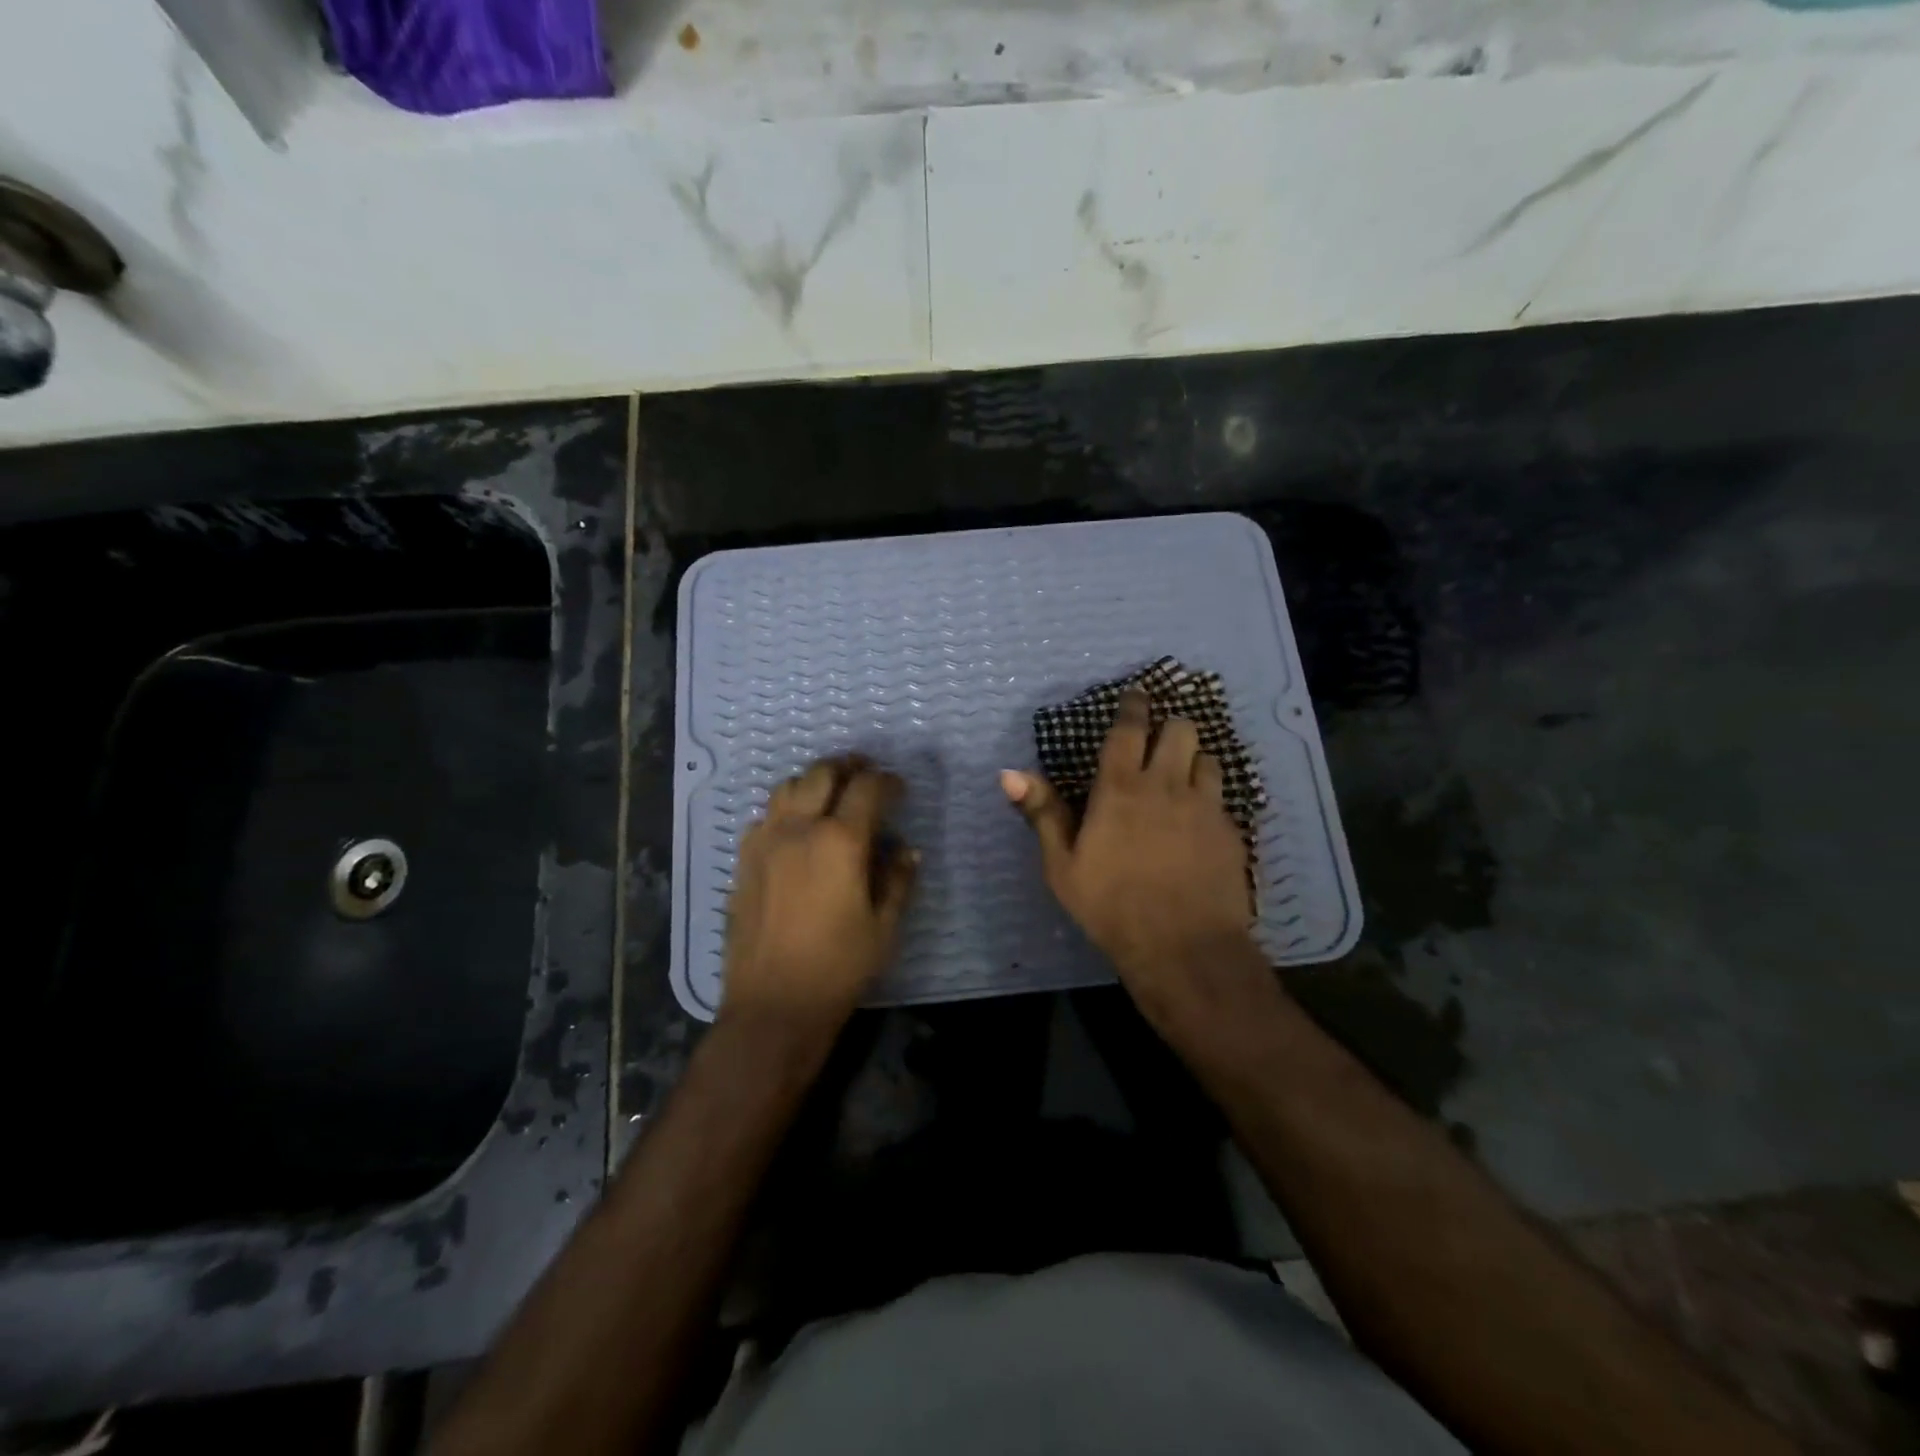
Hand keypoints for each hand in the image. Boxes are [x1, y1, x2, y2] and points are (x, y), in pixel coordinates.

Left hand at [723, 756, 917, 1034]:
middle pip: (823, 773)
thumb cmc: (839, 968)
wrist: (772, 1005)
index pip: (868, 788)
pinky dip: (786, 808)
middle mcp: (799, 829)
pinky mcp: (744, 861)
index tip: (899, 789)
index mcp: (840, 841)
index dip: (888, 782)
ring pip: (788, 787)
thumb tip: (907, 849)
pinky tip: (796, 828)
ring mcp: (765, 841)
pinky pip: (765, 816)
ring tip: (830, 793)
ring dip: (814, 781)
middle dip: (849, 766)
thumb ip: (899, 880)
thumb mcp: (884, 927)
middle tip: (866, 773)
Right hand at [1003, 689, 1256, 1012]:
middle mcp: (1167, 786)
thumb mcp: (1062, 866)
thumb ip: (1043, 814)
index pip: (1130, 730)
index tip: (1138, 694)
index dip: (1134, 706)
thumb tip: (1009, 773)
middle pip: (1181, 730)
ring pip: (1208, 758)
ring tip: (1184, 775)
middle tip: (1160, 740)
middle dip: (1171, 726)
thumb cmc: (1111, 906)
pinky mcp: (1230, 831)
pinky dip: (1210, 796)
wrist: (1184, 947)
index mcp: (1121, 789)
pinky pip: (1223, 797)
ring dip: (1194, 759)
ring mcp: (1205, 807)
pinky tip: (1202, 818)